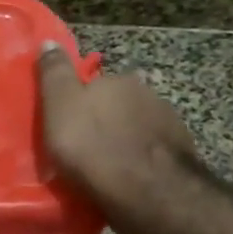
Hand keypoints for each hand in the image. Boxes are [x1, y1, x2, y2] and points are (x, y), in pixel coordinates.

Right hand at [38, 44, 195, 206]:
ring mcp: (169, 124)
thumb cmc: (94, 146)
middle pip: (118, 105)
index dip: (79, 103)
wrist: (149, 192)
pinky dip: (140, 162)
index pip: (94, 83)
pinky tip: (129, 180)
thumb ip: (54, 74)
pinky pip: (152, 154)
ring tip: (107, 168)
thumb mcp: (60, 106)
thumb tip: (49, 42)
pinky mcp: (183, 155)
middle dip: (105, 121)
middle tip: (84, 148)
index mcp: (117, 80)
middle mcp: (148, 94)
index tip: (67, 124)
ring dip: (124, 141)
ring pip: (137, 129)